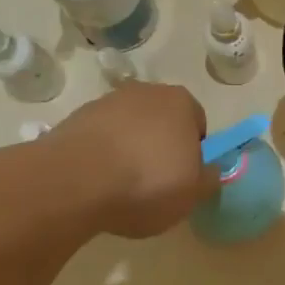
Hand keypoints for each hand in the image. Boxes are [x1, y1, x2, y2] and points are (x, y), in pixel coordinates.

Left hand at [53, 84, 217, 237]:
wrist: (74, 182)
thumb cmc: (147, 182)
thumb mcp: (193, 193)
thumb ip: (208, 179)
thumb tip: (209, 171)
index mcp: (181, 101)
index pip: (197, 124)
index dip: (194, 153)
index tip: (183, 178)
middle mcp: (145, 91)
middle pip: (161, 121)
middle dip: (160, 146)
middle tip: (155, 183)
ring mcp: (107, 102)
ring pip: (129, 128)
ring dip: (129, 150)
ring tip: (121, 187)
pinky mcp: (75, 119)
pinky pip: (100, 139)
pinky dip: (101, 156)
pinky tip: (96, 182)